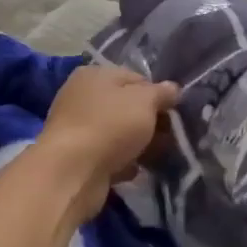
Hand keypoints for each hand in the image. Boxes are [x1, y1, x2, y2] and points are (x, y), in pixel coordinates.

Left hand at [39, 65, 178, 217]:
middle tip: (170, 136)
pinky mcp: (77, 157)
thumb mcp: (145, 101)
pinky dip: (123, 162)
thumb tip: (173, 89)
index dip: (158, 94)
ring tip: (158, 156)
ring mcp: (77, 128)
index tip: (174, 112)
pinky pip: (108, 155)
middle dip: (150, 121)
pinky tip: (135, 171)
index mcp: (95, 74)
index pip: (135, 78)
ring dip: (139, 144)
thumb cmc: (110, 126)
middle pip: (126, 106)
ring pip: (118, 132)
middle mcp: (81, 97)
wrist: (72, 172)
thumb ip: (161, 93)